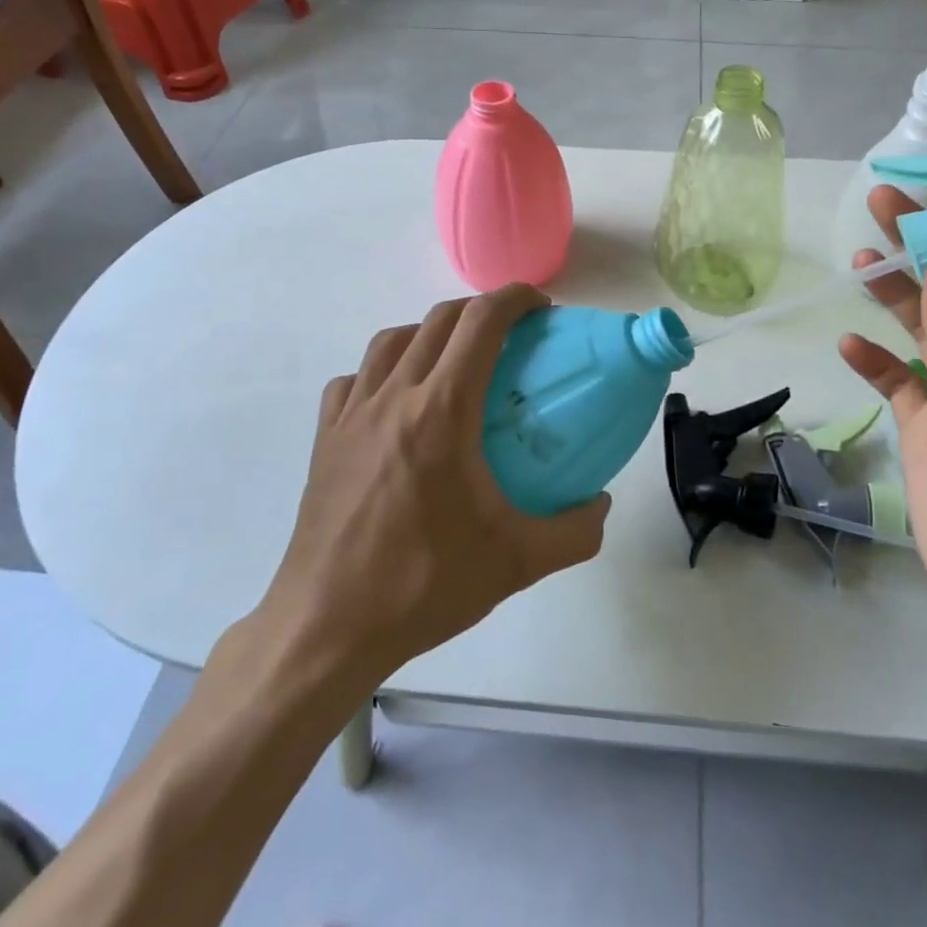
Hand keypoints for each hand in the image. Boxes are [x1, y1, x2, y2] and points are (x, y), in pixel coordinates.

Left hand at [265, 285, 609, 686]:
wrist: (326, 627)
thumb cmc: (422, 585)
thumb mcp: (516, 563)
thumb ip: (574, 532)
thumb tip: (601, 505)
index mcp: (442, 411)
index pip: (480, 323)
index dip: (514, 299)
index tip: (540, 307)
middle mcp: (394, 396)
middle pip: (439, 320)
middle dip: (480, 311)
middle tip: (510, 336)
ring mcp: (352, 414)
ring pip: (391, 340)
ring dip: (429, 333)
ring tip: (453, 362)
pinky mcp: (324, 437)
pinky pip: (354, 379)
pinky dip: (381, 371)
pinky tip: (395, 402)